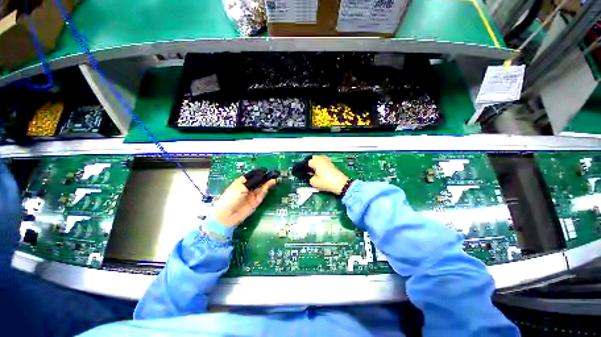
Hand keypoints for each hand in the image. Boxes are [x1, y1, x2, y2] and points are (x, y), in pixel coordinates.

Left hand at [213, 176, 276, 226]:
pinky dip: (268, 187)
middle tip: (275, 172)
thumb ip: (253, 180)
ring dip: (269, 181)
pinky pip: (263, 192)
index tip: (266, 169)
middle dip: (266, 176)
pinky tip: (272, 182)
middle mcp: (248, 186)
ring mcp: (253, 193)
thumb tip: (262, 174)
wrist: (227, 215)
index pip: (253, 174)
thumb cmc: (231, 198)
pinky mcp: (257, 200)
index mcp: (242, 181)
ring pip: (263, 185)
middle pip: (259, 180)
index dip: (259, 171)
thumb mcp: (241, 187)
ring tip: (276, 176)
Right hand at [308, 155, 348, 194]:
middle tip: (310, 172)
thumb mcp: (314, 182)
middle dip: (311, 164)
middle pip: (313, 158)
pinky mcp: (332, 164)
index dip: (306, 168)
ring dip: (317, 164)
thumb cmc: (327, 182)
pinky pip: (324, 163)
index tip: (306, 173)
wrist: (340, 184)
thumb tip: (310, 177)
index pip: (307, 162)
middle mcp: (322, 159)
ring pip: (319, 160)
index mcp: (316, 161)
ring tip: (316, 173)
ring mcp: (328, 161)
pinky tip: (322, 173)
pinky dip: (322, 166)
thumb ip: (309, 178)